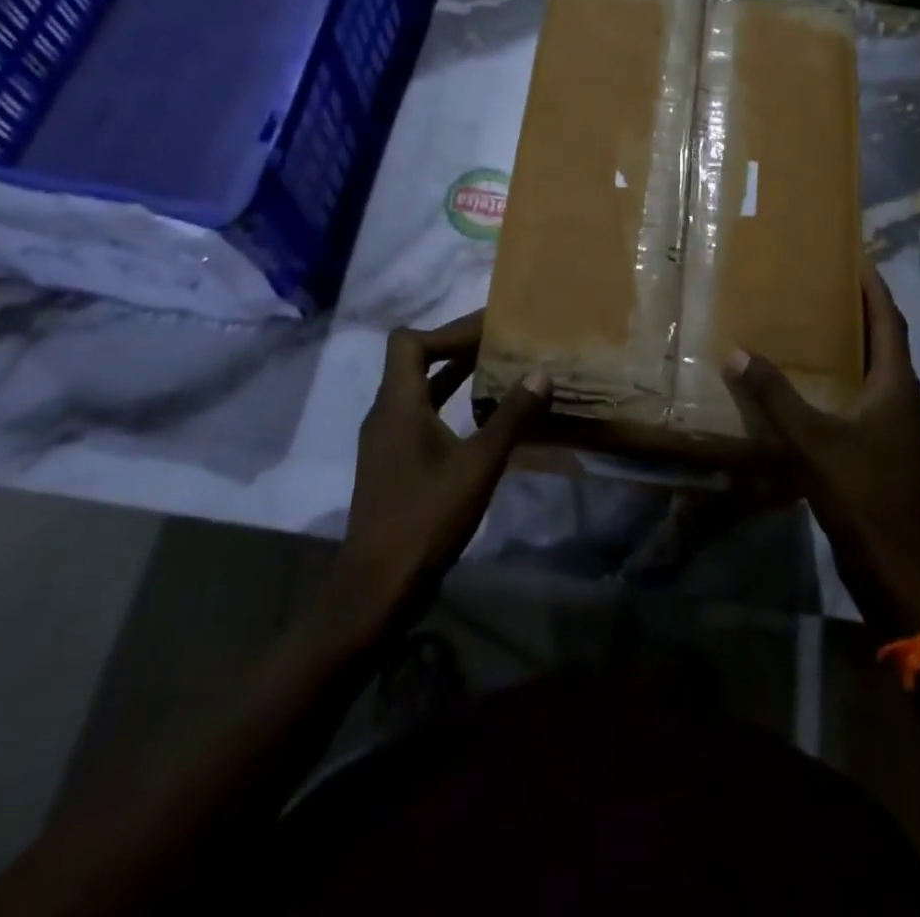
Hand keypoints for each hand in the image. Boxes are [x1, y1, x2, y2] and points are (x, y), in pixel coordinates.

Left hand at [335, 311, 551, 631]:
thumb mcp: (478, 466)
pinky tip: (483, 417)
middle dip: (458, 347)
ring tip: (500, 369)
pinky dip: (451, 404)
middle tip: (503, 343)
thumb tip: (542, 373)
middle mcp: (386, 414)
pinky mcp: (394, 463)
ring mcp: (387, 440)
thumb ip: (511, 417)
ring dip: (455, 375)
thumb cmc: (425, 519)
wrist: (377, 588)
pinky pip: (422, 414)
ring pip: (420, 389)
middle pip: (415, 360)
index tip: (489, 331)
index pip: (410, 342)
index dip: (448, 331)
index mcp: (398, 405)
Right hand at [723, 263, 919, 635]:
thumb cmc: (861, 492)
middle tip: (827, 287)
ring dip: (855, 346)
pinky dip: (848, 379)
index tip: (857, 259)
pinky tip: (818, 386)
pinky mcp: (887, 449)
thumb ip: (775, 396)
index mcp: (896, 386)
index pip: (890, 322)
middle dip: (862, 312)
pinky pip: (869, 398)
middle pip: (887, 342)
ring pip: (879, 372)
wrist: (894, 564)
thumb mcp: (812, 440)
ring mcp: (899, 426)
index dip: (875, 290)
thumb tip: (737, 353)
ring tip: (820, 327)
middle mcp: (904, 398)